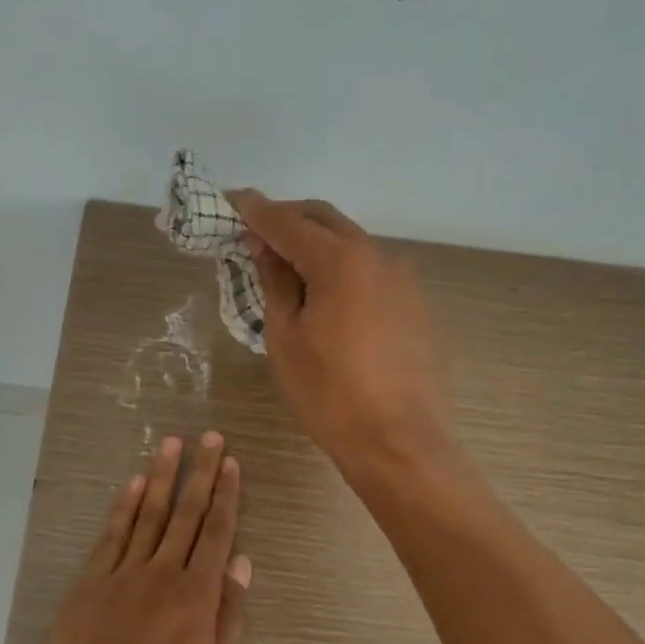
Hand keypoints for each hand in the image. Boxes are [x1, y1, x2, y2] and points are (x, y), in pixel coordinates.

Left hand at [34, 433, 252, 643]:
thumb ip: (230, 617)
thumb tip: (241, 562)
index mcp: (197, 597)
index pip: (217, 533)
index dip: (226, 495)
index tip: (231, 463)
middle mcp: (162, 574)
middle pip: (185, 513)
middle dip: (200, 472)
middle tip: (209, 436)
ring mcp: (122, 575)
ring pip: (147, 514)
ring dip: (161, 476)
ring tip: (172, 443)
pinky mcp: (90, 583)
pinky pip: (111, 536)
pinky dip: (123, 507)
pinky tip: (133, 484)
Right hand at [229, 191, 452, 473]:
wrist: (401, 444)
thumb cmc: (330, 395)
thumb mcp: (285, 338)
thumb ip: (275, 282)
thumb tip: (264, 247)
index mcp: (340, 261)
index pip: (287, 221)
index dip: (254, 210)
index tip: (230, 199)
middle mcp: (377, 256)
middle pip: (324, 219)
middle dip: (286, 217)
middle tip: (253, 230)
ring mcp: (401, 278)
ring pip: (349, 241)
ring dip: (314, 241)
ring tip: (284, 264)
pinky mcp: (414, 302)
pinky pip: (369, 267)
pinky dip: (340, 264)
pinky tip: (324, 292)